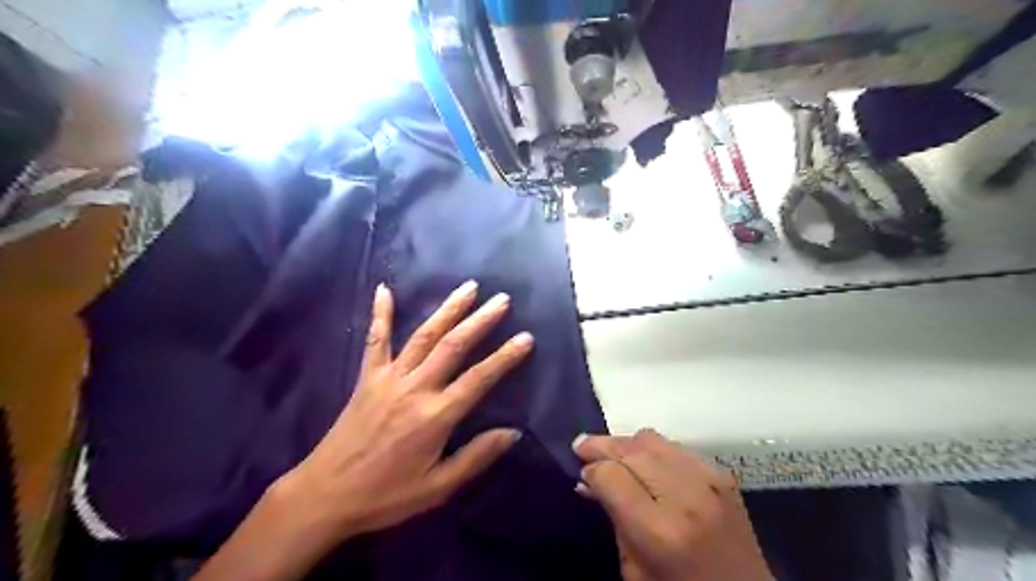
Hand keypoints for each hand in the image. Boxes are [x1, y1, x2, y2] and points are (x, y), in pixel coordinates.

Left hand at [279, 278, 529, 540]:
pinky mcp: (368, 377)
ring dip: (448, 309)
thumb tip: (513, 433)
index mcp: (435, 416)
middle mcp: (415, 388)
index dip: (505, 357)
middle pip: (453, 346)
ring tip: (468, 288)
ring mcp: (389, 378)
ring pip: (424, 335)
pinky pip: (375, 340)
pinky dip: (380, 313)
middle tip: (502, 300)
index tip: (526, 337)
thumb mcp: (437, 487)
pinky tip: (384, 289)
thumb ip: (476, 457)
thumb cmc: (386, 495)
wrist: (326, 495)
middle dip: (481, 320)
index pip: (479, 378)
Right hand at [579, 427, 771, 580]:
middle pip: (631, 450)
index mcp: (660, 531)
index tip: (582, 472)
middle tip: (582, 446)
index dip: (591, 470)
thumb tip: (589, 480)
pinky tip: (645, 462)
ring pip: (653, 439)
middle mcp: (687, 497)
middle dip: (602, 445)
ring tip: (611, 452)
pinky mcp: (723, 475)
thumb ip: (613, 517)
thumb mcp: (634, 569)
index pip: (612, 476)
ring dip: (626, 443)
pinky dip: (654, 449)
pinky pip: (676, 446)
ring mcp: (710, 481)